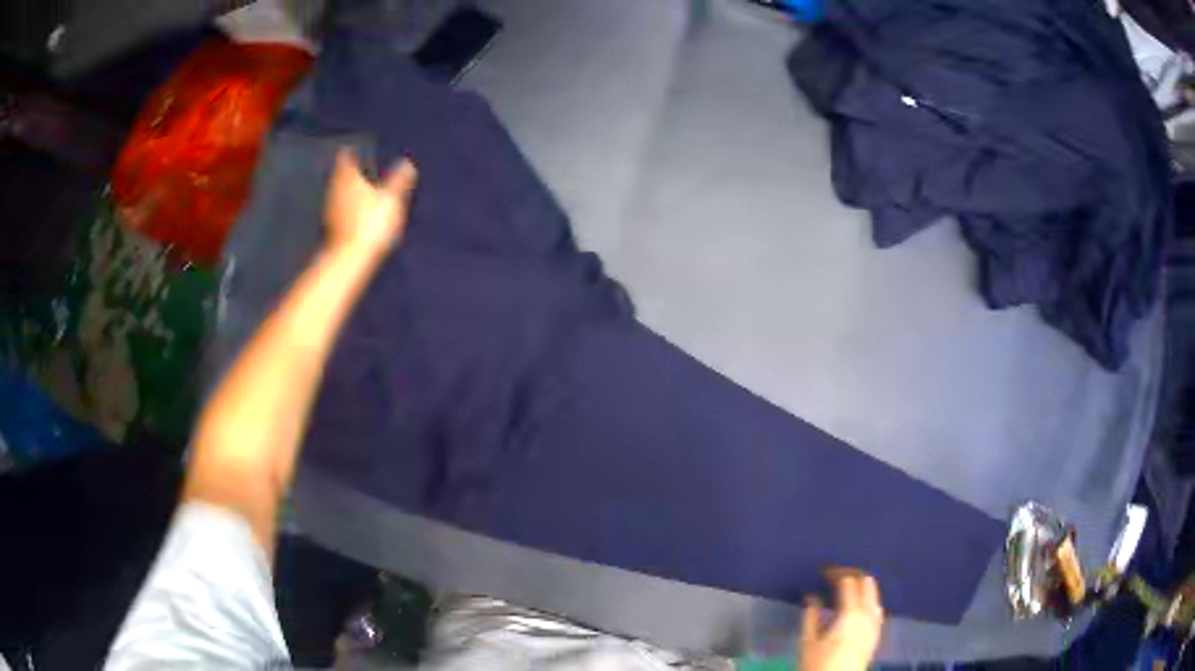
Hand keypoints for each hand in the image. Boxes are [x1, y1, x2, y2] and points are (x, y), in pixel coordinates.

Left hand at [325, 148, 417, 255]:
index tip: (358, 150)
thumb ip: (398, 180)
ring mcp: (330, 207)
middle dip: (350, 171)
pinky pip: (338, 209)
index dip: (352, 152)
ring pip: (338, 191)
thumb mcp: (392, 199)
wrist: (350, 257)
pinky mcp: (330, 225)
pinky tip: (355, 213)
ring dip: (347, 190)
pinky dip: (345, 207)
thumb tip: (407, 163)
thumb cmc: (371, 223)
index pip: (346, 155)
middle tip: (362, 169)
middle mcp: (335, 188)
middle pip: (340, 173)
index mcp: (349, 176)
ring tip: (361, 190)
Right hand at [799, 569, 884, 670]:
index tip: (824, 572)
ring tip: (850, 587)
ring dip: (864, 588)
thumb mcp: (808, 641)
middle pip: (867, 584)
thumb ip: (811, 616)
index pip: (848, 582)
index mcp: (851, 612)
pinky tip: (861, 606)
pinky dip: (870, 601)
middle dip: (854, 576)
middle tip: (837, 575)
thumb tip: (812, 597)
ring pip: (875, 596)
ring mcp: (875, 624)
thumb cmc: (818, 664)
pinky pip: (877, 610)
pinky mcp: (876, 635)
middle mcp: (868, 614)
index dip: (836, 573)